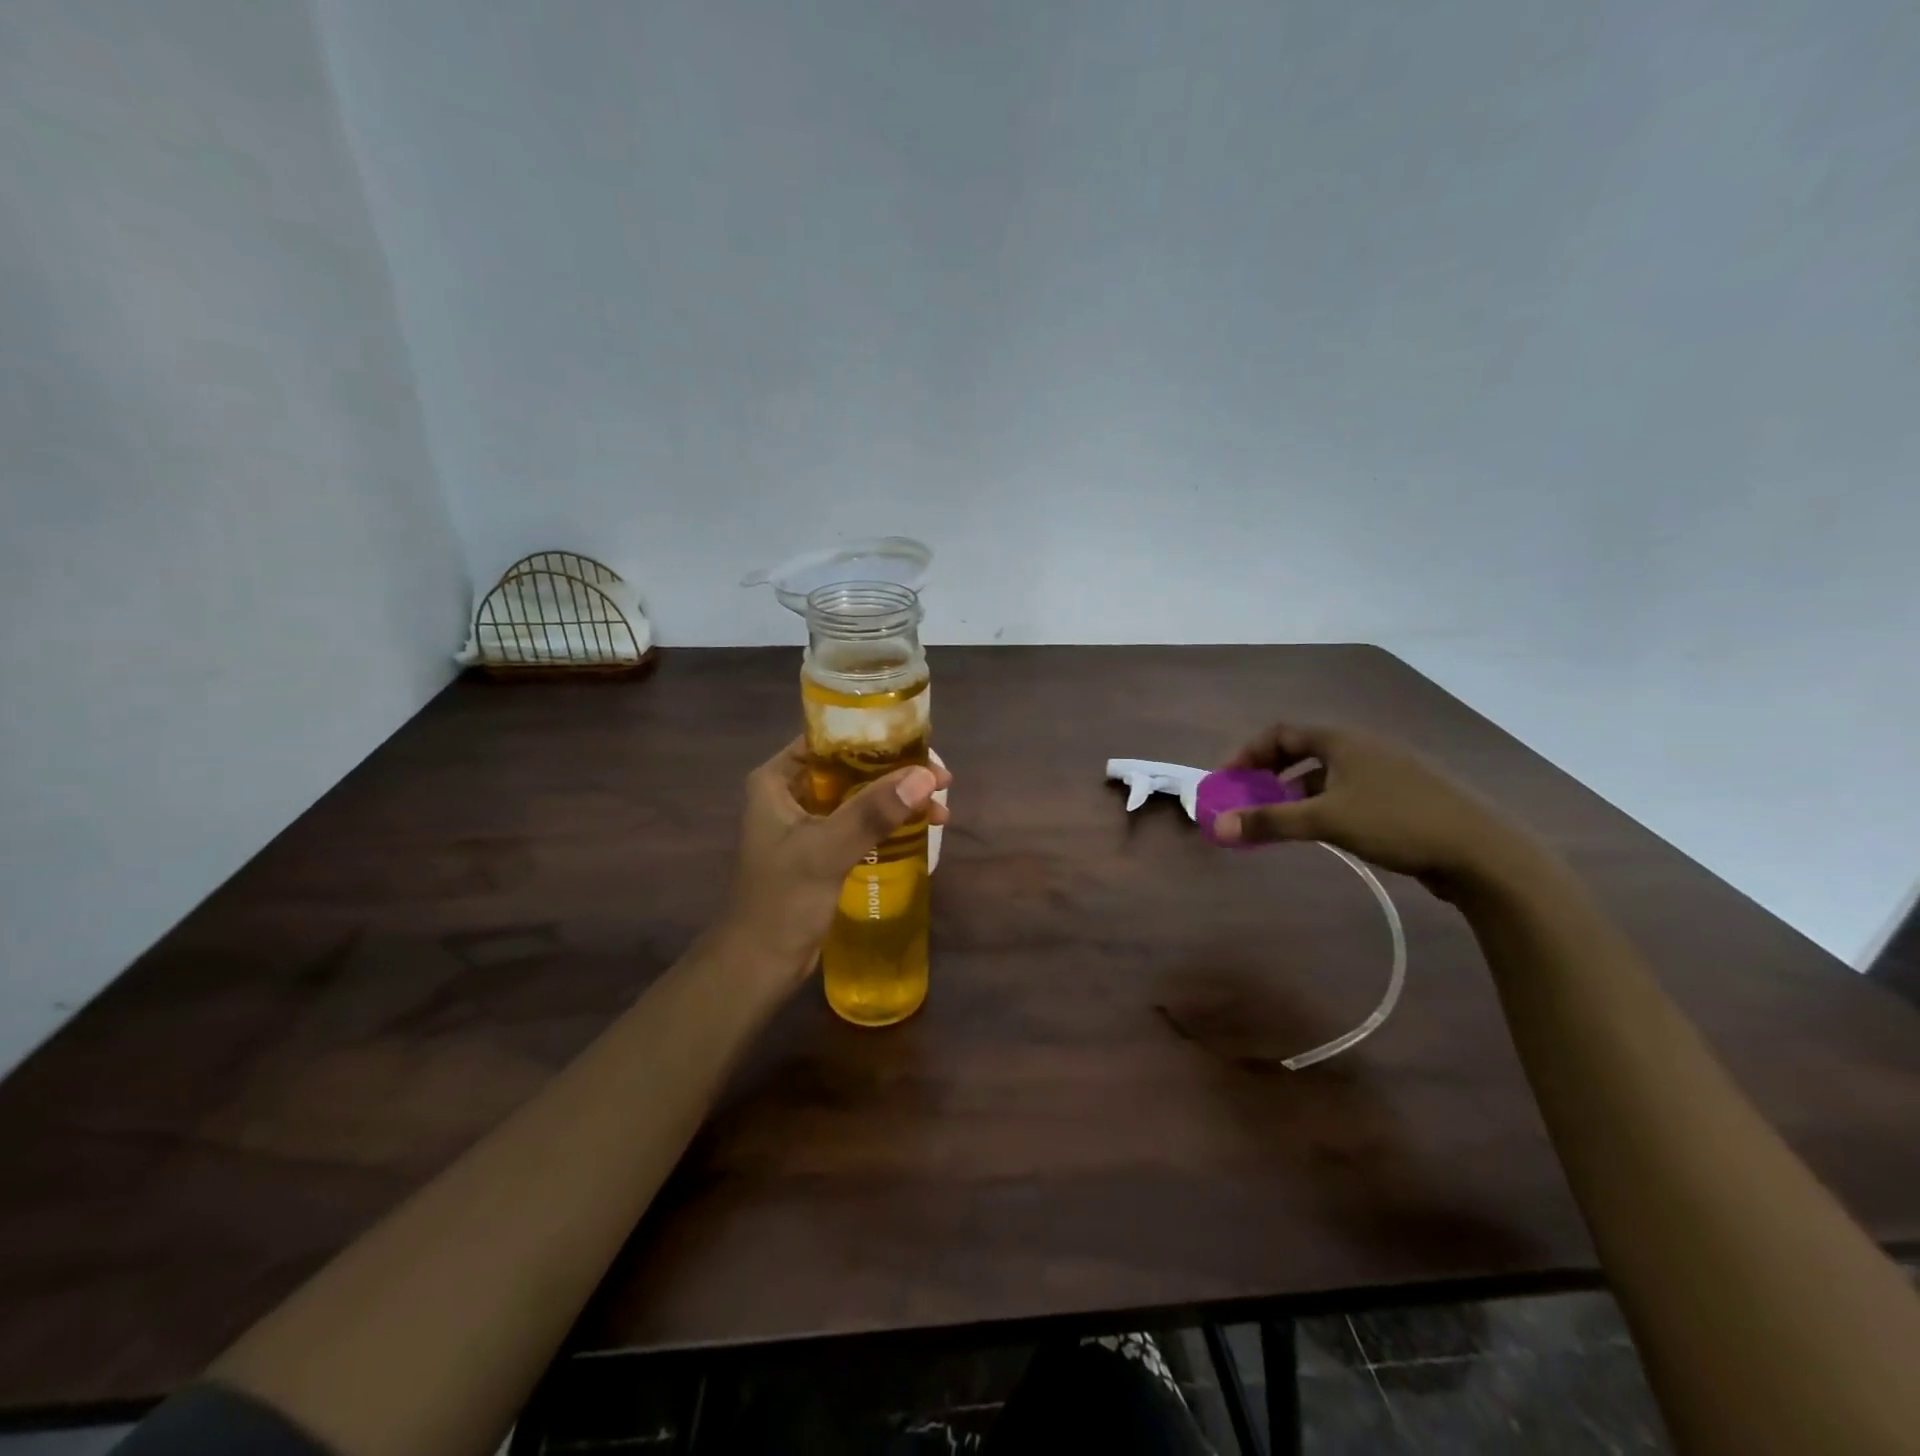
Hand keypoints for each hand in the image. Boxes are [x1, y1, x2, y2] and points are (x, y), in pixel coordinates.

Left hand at [723, 737, 950, 980]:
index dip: (874, 737)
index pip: (828, 740)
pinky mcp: (822, 850)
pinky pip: (860, 823)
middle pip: (850, 768)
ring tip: (940, 809)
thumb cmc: (781, 901)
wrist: (758, 965)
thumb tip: (925, 778)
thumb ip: (872, 812)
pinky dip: (888, 823)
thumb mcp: (826, 850)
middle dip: (895, 772)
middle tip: (940, 779)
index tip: (919, 743)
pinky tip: (920, 828)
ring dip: (897, 800)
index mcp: (777, 780)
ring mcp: (806, 823)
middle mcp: (790, 793)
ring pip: (860, 797)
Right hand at [1212, 722, 1538, 894]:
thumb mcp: (1326, 820)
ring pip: (1326, 773)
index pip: (1280, 733)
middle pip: (1302, 750)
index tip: (1226, 780)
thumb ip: (1269, 822)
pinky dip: (1322, 804)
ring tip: (1279, 820)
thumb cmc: (1397, 822)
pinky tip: (1322, 830)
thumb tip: (1217, 827)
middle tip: (1247, 799)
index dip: (1247, 753)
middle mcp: (1363, 746)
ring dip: (1294, 792)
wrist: (1483, 852)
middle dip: (1268, 773)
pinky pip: (1347, 790)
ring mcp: (1386, 770)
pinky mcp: (1403, 796)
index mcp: (1343, 739)